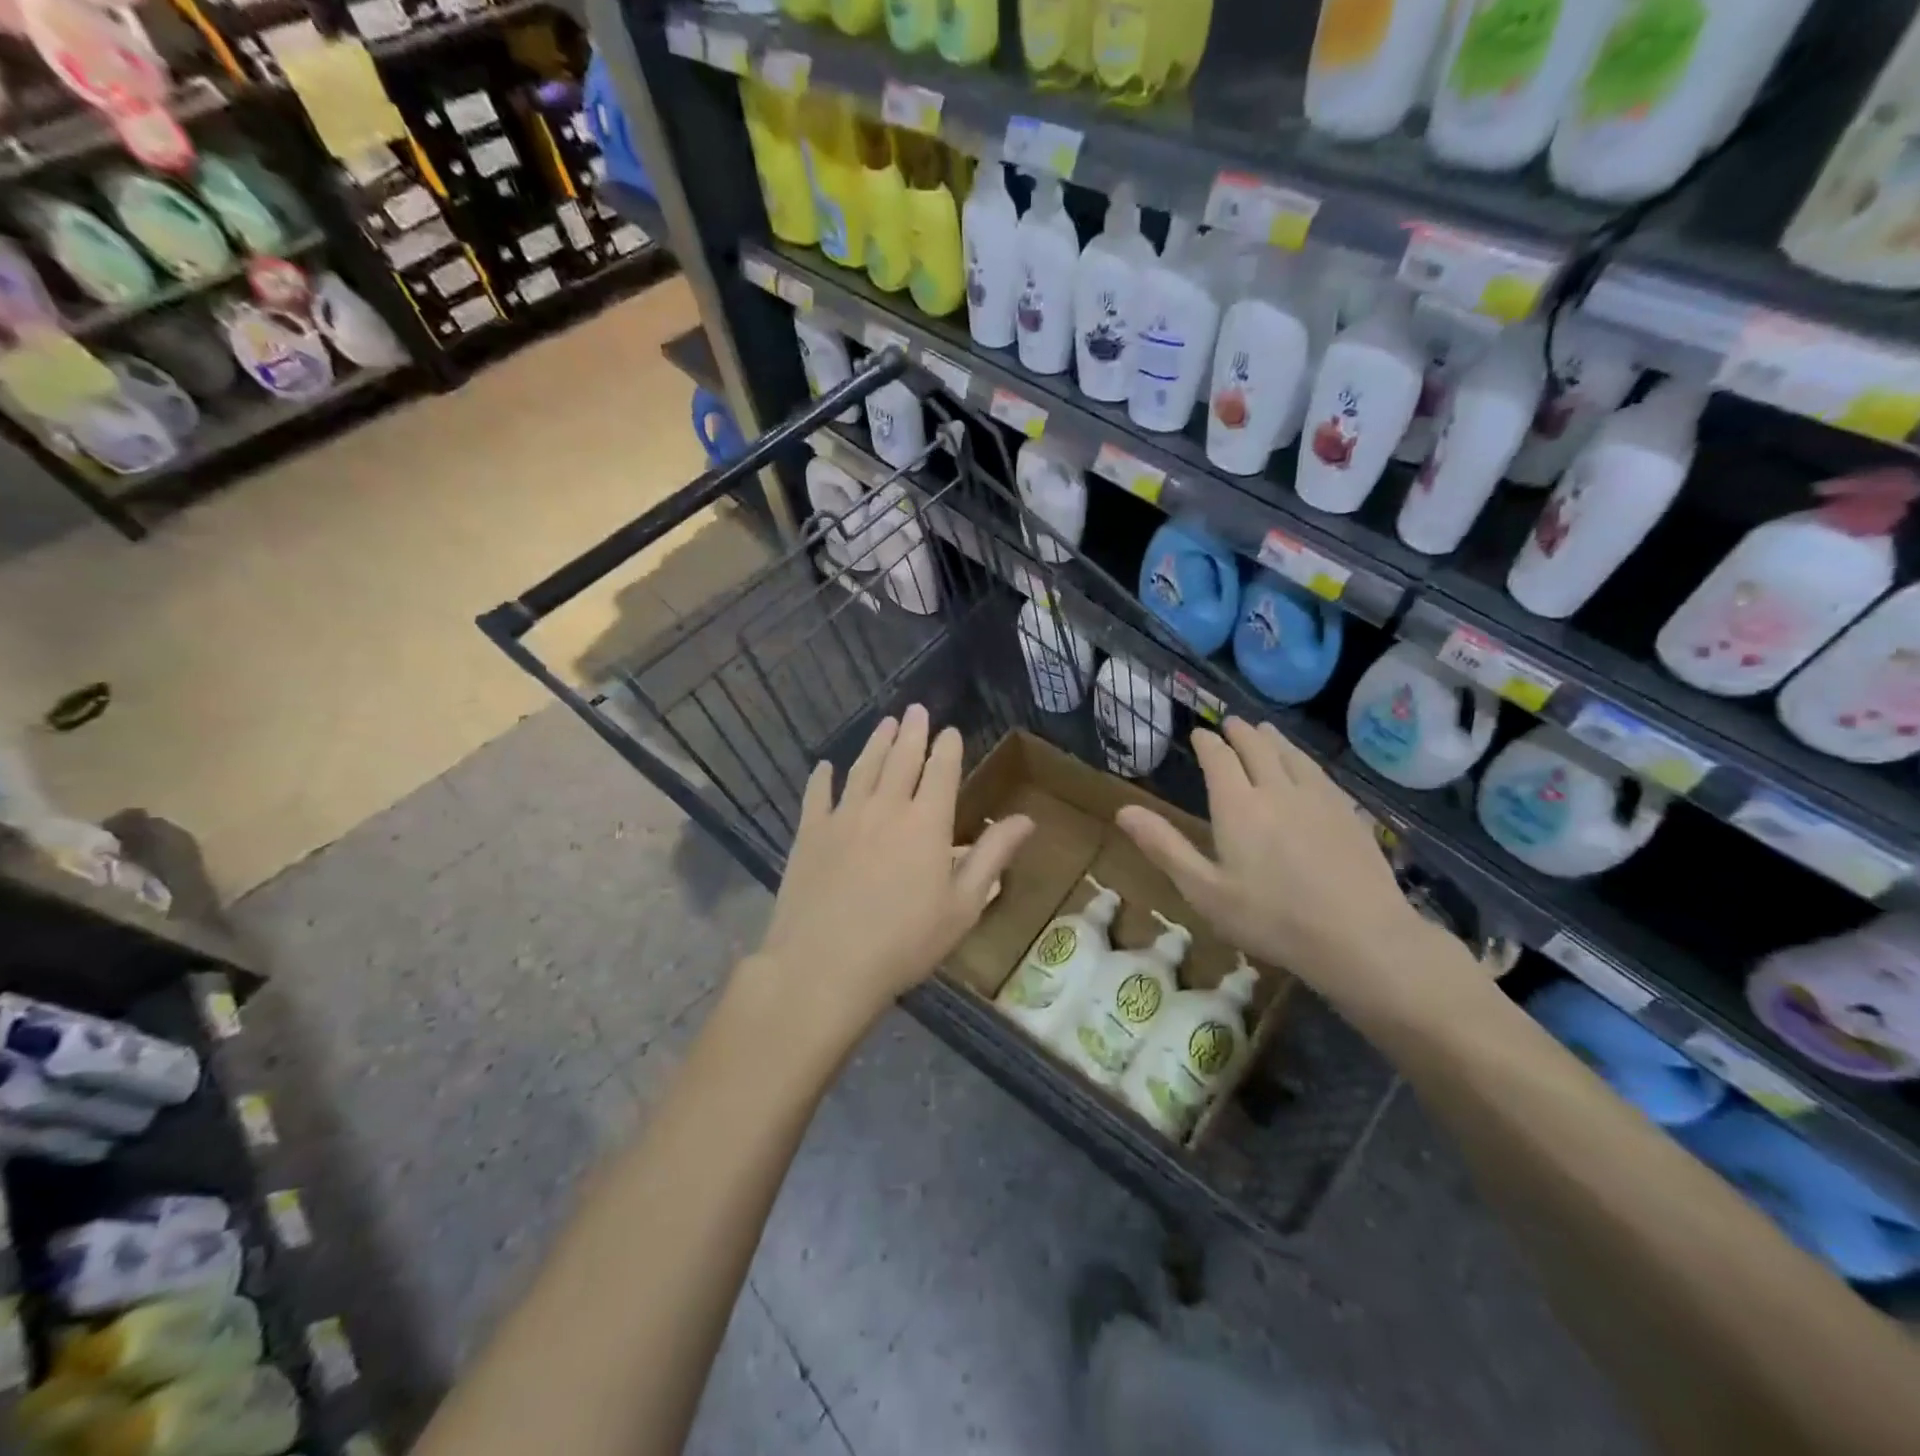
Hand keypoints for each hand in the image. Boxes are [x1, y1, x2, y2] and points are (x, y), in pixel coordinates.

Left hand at [750, 704, 1033, 1036]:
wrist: (825, 966)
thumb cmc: (905, 943)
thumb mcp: (963, 906)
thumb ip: (992, 857)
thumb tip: (1026, 819)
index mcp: (926, 823)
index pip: (941, 771)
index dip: (947, 747)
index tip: (950, 730)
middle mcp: (885, 808)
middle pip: (901, 758)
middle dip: (912, 731)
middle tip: (916, 709)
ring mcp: (843, 817)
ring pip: (863, 768)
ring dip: (876, 743)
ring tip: (885, 724)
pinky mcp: (809, 834)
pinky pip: (817, 795)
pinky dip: (822, 778)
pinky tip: (825, 767)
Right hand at [1115, 718, 1450, 1012]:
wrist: (1360, 937)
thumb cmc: (1270, 918)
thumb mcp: (1204, 890)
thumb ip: (1164, 846)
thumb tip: (1122, 810)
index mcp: (1237, 806)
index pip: (1219, 758)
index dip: (1207, 743)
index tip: (1199, 734)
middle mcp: (1277, 789)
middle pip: (1257, 747)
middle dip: (1240, 732)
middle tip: (1230, 723)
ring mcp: (1318, 798)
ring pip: (1291, 754)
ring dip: (1273, 739)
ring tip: (1264, 730)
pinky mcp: (1348, 813)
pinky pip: (1319, 772)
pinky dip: (1303, 758)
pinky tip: (1305, 766)